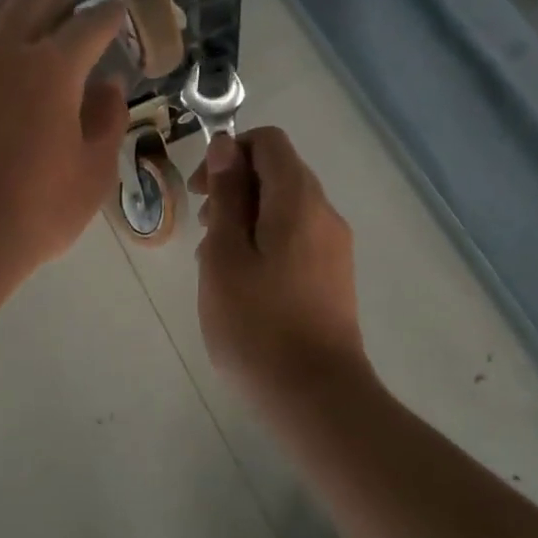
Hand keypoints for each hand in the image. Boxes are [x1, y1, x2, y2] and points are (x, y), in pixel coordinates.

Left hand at [0, 0, 129, 274]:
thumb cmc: (35, 210)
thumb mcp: (93, 172)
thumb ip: (107, 120)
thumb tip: (109, 85)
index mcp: (53, 68)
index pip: (89, 24)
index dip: (108, 16)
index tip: (117, 15)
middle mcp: (5, 52)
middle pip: (34, 2)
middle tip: (74, 8)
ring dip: (18, 10)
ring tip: (30, 20)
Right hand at [190, 127, 372, 407]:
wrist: (316, 396)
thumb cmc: (258, 323)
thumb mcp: (225, 255)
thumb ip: (227, 195)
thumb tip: (227, 146)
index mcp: (299, 200)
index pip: (268, 142)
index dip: (230, 152)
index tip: (203, 191)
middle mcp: (324, 213)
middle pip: (278, 173)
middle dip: (235, 188)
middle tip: (204, 229)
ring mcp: (334, 246)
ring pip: (285, 207)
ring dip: (247, 218)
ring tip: (217, 262)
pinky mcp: (334, 275)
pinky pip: (297, 236)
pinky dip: (266, 241)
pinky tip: (243, 282)